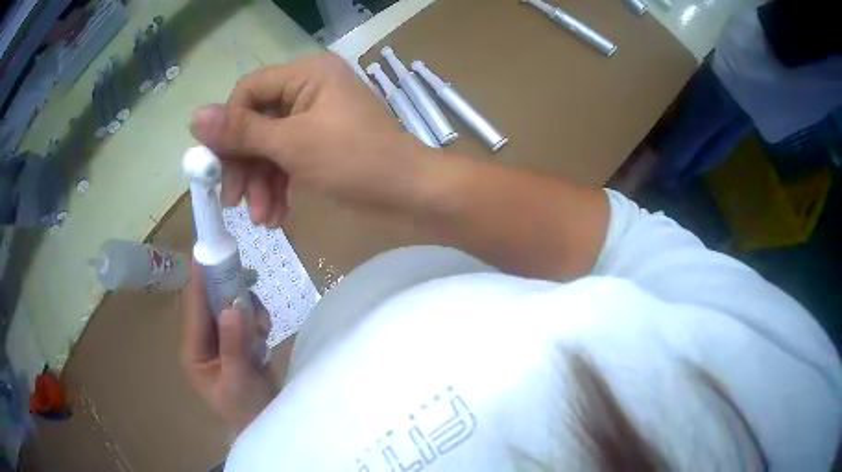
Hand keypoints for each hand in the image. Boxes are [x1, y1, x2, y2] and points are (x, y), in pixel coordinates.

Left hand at [182, 263, 276, 431]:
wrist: (265, 422)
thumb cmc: (245, 409)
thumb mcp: (238, 381)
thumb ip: (234, 345)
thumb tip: (233, 306)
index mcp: (193, 349)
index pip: (194, 307)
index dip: (202, 279)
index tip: (211, 252)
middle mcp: (203, 339)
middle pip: (212, 300)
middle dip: (231, 291)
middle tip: (249, 279)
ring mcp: (221, 338)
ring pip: (230, 305)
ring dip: (248, 307)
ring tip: (263, 326)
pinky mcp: (237, 339)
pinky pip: (245, 315)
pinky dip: (256, 317)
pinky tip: (265, 331)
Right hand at [190, 53, 432, 226]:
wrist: (412, 194)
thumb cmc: (356, 161)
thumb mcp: (292, 145)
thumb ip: (241, 131)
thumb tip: (194, 116)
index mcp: (307, 74)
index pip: (248, 91)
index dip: (227, 127)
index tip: (216, 165)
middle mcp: (311, 88)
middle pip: (258, 122)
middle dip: (246, 166)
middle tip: (234, 203)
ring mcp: (317, 117)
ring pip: (272, 146)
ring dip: (262, 184)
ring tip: (263, 220)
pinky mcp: (323, 143)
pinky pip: (289, 159)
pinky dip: (280, 187)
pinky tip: (278, 216)